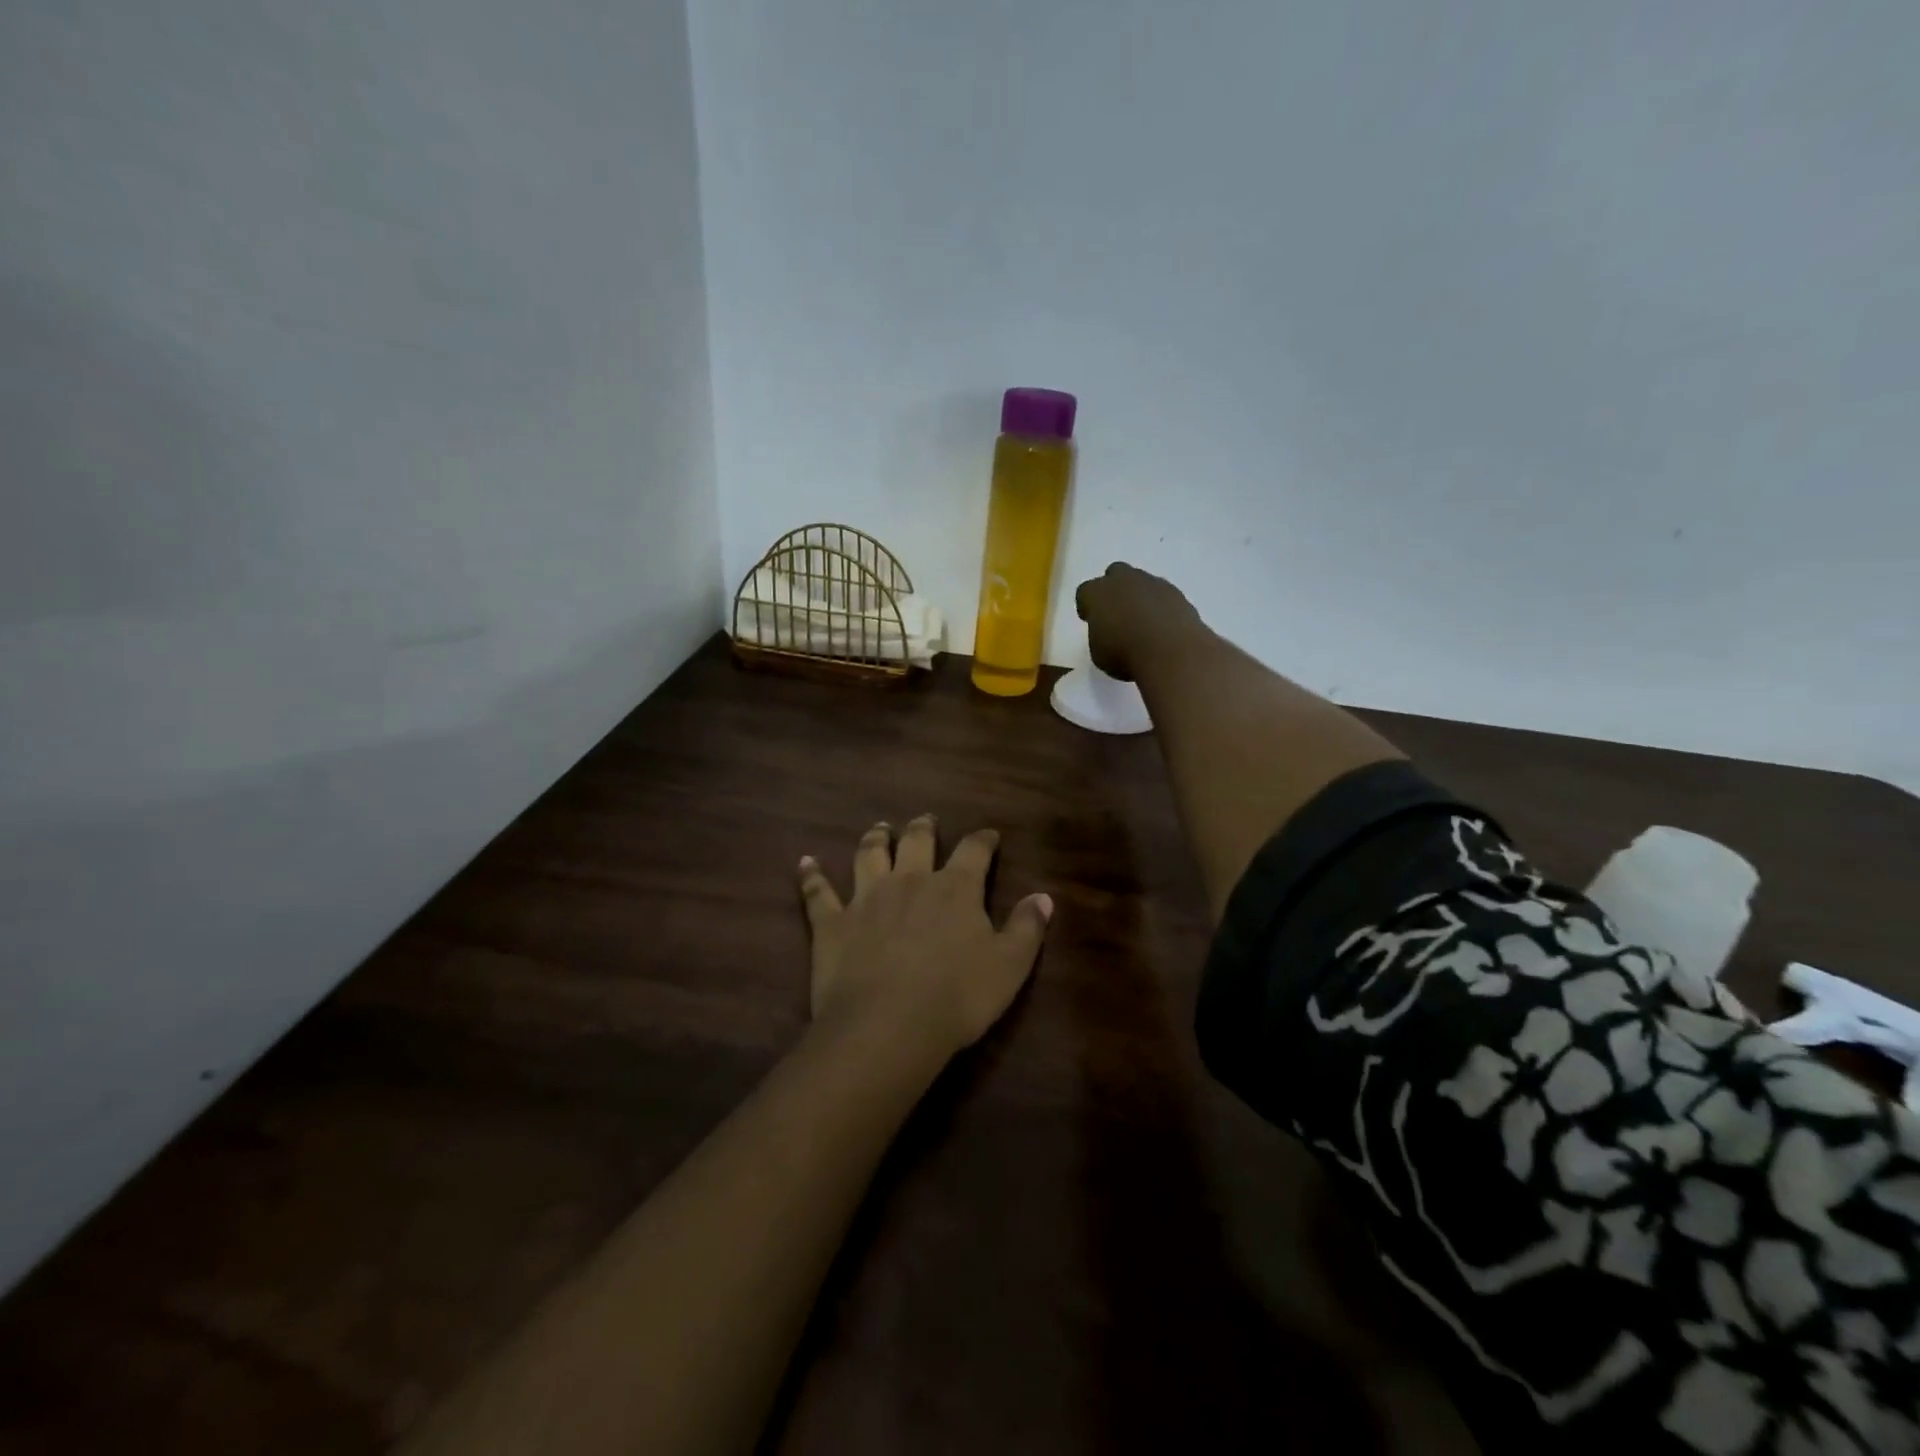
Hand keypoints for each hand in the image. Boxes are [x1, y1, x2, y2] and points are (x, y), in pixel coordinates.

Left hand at [797, 817, 1051, 1061]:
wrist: (890, 1024)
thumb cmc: (958, 996)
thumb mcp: (1010, 965)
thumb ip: (1028, 928)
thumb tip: (1044, 897)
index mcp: (955, 888)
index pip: (973, 851)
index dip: (983, 840)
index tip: (988, 835)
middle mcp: (910, 881)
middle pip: (916, 841)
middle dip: (923, 828)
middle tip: (925, 820)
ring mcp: (867, 898)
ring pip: (869, 855)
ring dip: (874, 838)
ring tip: (878, 828)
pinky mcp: (832, 922)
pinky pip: (818, 892)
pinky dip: (810, 876)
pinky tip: (804, 862)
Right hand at [1074, 562, 1203, 681]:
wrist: (1171, 653)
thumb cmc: (1125, 655)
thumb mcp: (1098, 653)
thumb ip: (1099, 634)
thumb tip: (1108, 631)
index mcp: (1097, 593)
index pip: (1085, 592)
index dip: (1087, 606)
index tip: (1090, 620)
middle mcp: (1124, 580)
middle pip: (1115, 574)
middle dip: (1114, 590)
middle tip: (1117, 613)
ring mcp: (1154, 583)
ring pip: (1142, 583)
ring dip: (1140, 597)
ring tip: (1143, 623)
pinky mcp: (1178, 594)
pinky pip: (1163, 596)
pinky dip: (1161, 607)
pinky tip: (1163, 628)